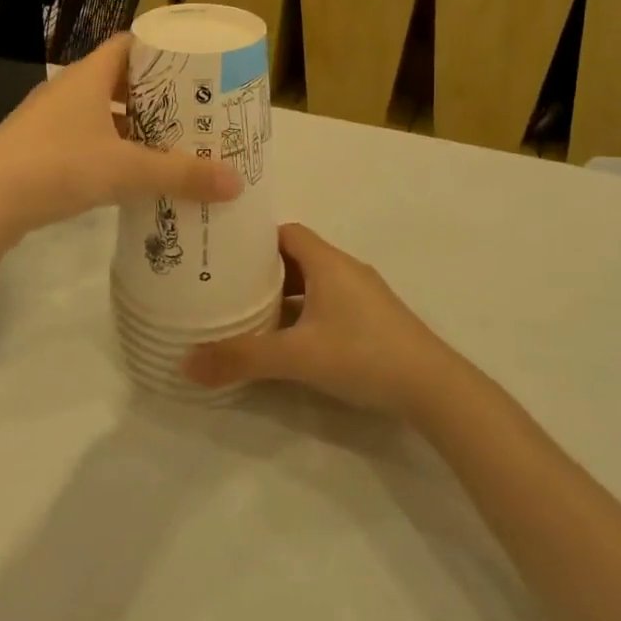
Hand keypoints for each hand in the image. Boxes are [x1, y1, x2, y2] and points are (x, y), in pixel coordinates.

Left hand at [0, 35, 241, 249]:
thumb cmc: (57, 167)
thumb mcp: (125, 170)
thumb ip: (181, 175)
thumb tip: (236, 183)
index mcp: (87, 77)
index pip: (128, 44)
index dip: (161, 50)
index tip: (195, 66)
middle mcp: (67, 91)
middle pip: (119, 81)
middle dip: (155, 95)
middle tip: (194, 110)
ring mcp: (48, 121)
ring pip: (101, 114)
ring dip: (133, 126)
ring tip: (171, 144)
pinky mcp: (37, 150)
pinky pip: (85, 140)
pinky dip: (111, 150)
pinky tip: (130, 174)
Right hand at [182, 223, 459, 419]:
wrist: (434, 388)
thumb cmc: (362, 355)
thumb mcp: (296, 357)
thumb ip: (242, 358)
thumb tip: (186, 364)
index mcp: (327, 262)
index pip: (285, 232)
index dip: (254, 239)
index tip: (224, 253)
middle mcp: (345, 270)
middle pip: (296, 256)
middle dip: (262, 270)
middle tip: (226, 286)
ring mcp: (363, 295)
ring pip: (313, 283)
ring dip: (284, 295)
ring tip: (249, 313)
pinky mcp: (373, 320)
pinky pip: (329, 303)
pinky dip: (305, 313)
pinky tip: (289, 341)